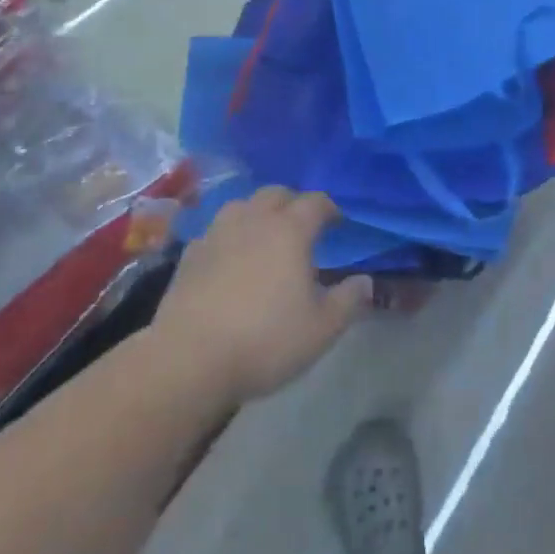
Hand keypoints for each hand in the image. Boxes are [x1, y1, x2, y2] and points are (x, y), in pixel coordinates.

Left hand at [155, 188, 372, 405]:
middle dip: (293, 203)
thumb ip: (349, 300)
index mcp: (290, 230)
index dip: (330, 208)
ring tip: (265, 236)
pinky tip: (230, 258)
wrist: (189, 359)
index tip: (338, 222)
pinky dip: (229, 236)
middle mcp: (254, 220)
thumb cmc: (265, 340)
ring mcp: (217, 234)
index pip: (316, 202)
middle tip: (302, 226)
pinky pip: (216, 231)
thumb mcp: (321, 329)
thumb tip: (365, 281)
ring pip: (242, 205)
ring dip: (258, 213)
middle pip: (276, 193)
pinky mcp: (190, 255)